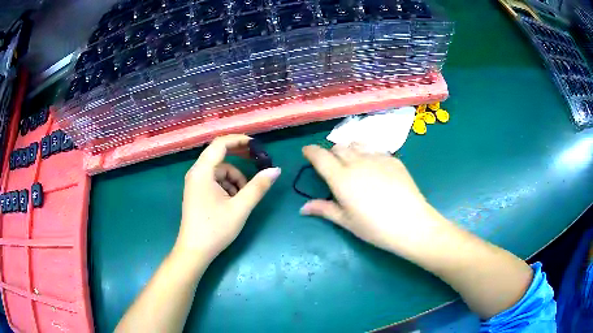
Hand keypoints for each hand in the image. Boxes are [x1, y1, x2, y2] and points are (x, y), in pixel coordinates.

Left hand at [175, 135, 280, 261]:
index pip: (220, 144)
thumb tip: (275, 170)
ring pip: (219, 171)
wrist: (194, 251)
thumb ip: (258, 187)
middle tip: (257, 161)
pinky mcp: (197, 193)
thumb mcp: (240, 207)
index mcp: (202, 171)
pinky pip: (215, 181)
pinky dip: (227, 186)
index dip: (239, 140)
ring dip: (235, 178)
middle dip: (239, 157)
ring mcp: (195, 183)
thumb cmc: (215, 229)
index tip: (257, 145)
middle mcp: (196, 173)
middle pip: (219, 155)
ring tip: (244, 196)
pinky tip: (235, 201)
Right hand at [300, 144, 449, 256]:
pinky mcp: (393, 159)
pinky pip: (375, 150)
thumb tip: (303, 208)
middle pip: (338, 147)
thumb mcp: (346, 221)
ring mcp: (377, 158)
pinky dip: (368, 154)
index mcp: (341, 178)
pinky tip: (375, 169)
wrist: (411, 223)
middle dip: (331, 153)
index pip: (320, 156)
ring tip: (353, 163)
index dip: (311, 151)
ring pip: (357, 145)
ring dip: (350, 150)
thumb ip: (324, 209)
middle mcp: (357, 162)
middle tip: (333, 166)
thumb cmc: (374, 227)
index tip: (307, 152)